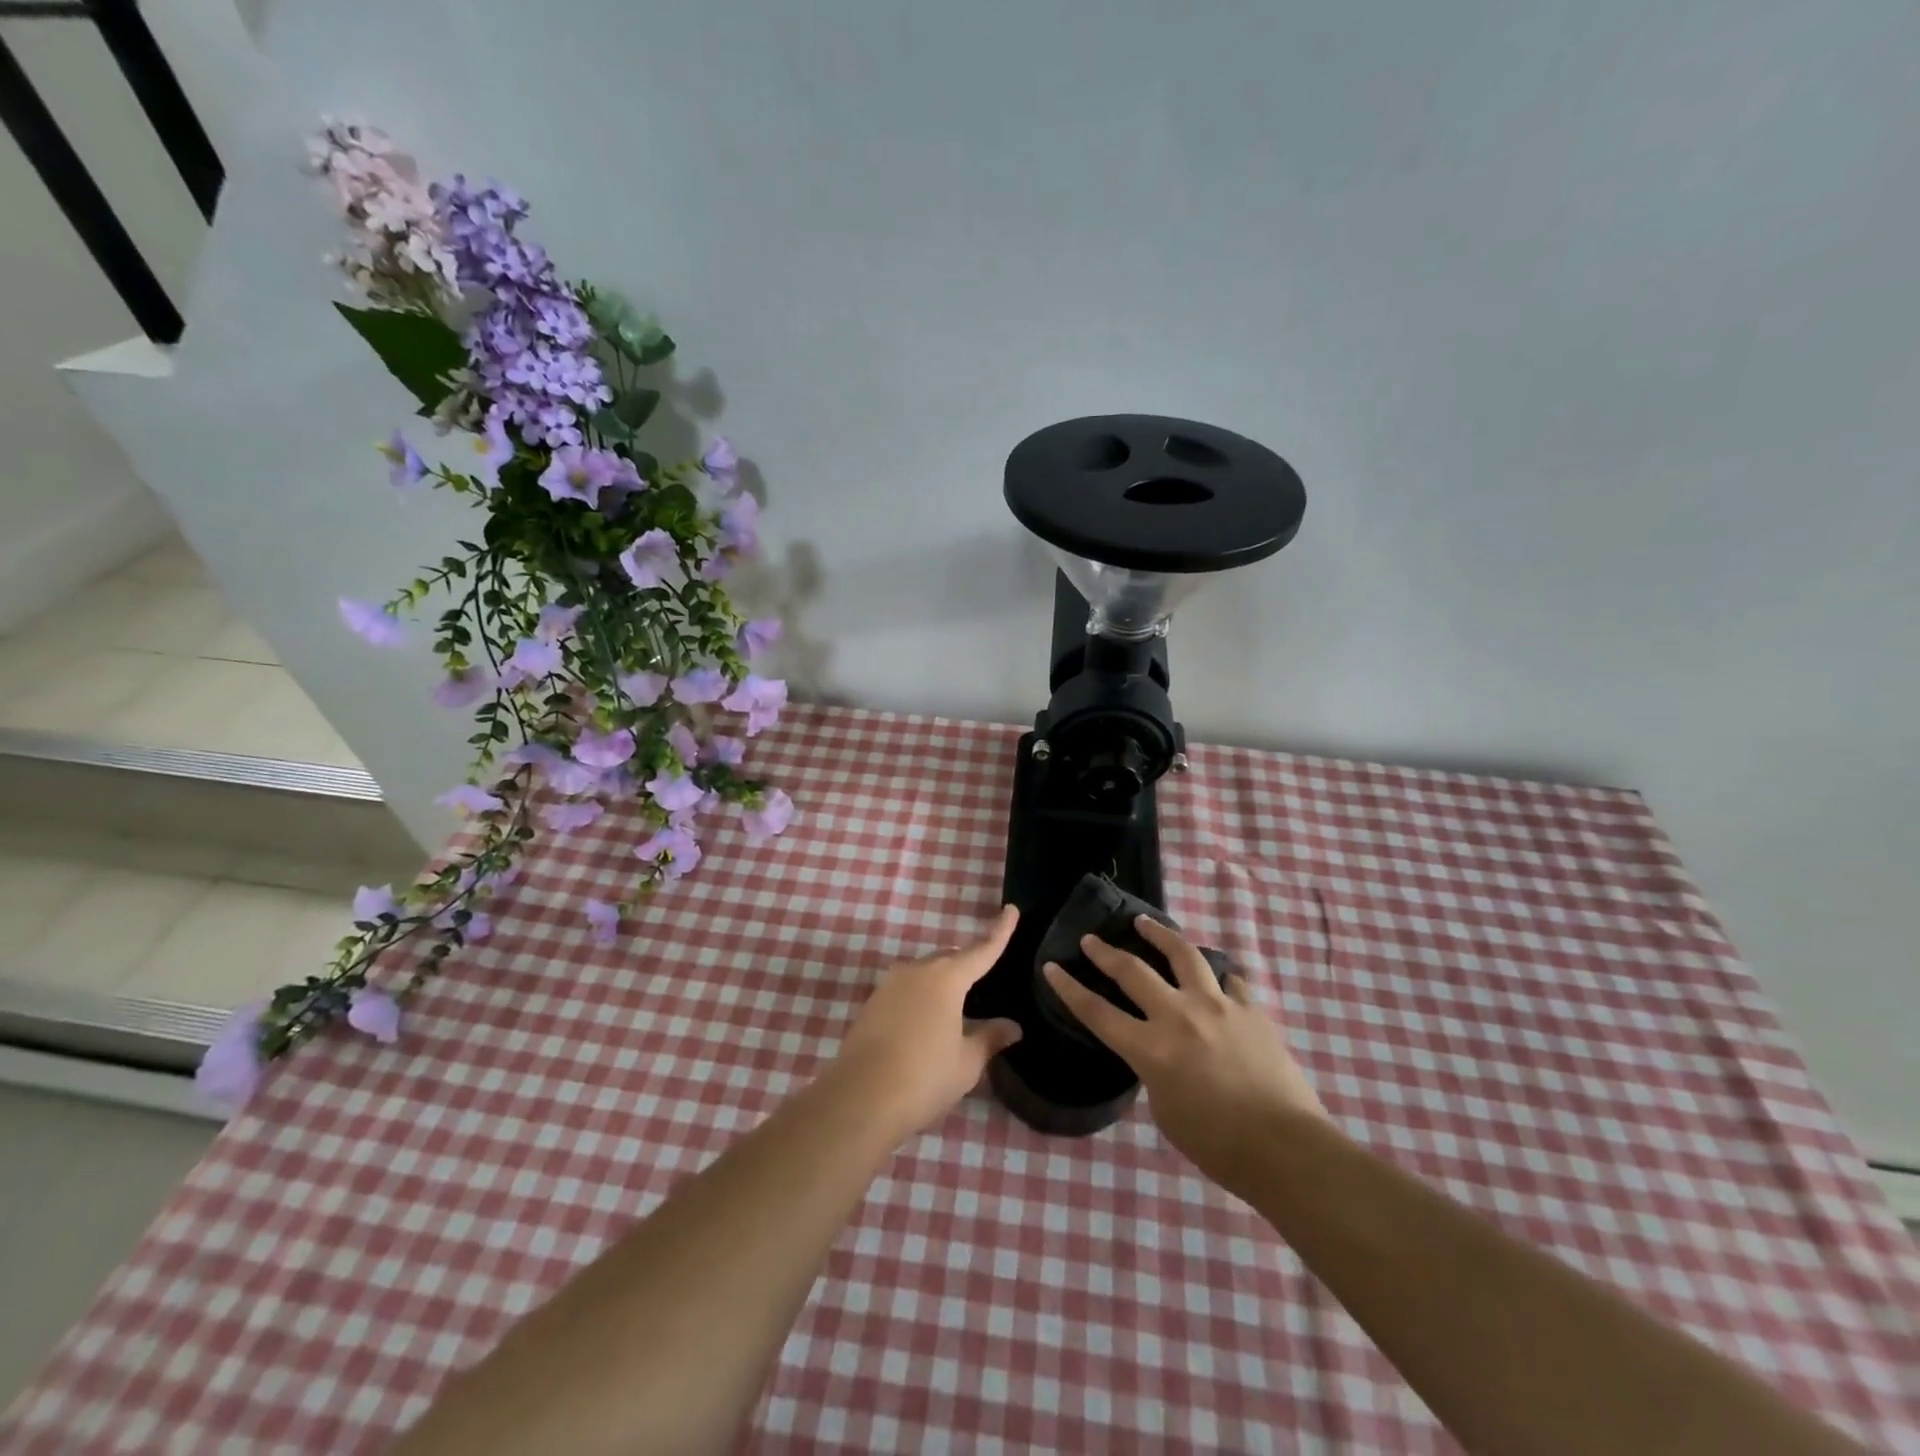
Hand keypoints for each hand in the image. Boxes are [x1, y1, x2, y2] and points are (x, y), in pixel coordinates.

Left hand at [834, 905, 1023, 1139]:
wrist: (861, 1098)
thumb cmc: (925, 1077)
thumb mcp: (967, 1062)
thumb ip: (990, 1038)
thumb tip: (1013, 1026)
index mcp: (947, 978)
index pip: (981, 949)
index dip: (999, 932)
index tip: (1011, 910)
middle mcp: (917, 970)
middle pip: (950, 958)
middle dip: (968, 965)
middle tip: (984, 983)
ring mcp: (890, 984)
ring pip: (925, 972)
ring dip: (942, 982)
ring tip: (956, 1008)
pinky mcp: (872, 1002)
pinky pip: (906, 988)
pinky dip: (921, 997)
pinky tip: (926, 1022)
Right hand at [1043, 916, 1324, 1188]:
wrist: (1286, 1149)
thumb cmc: (1218, 1146)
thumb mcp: (1166, 1112)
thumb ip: (1155, 1071)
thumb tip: (1162, 1051)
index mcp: (1151, 1049)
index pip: (1097, 1011)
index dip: (1069, 988)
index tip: (1051, 966)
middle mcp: (1178, 1016)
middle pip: (1132, 971)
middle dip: (1105, 952)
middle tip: (1091, 939)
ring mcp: (1217, 1006)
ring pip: (1182, 954)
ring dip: (1158, 934)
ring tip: (1144, 922)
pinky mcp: (1250, 1008)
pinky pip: (1229, 980)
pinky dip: (1217, 976)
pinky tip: (1217, 976)